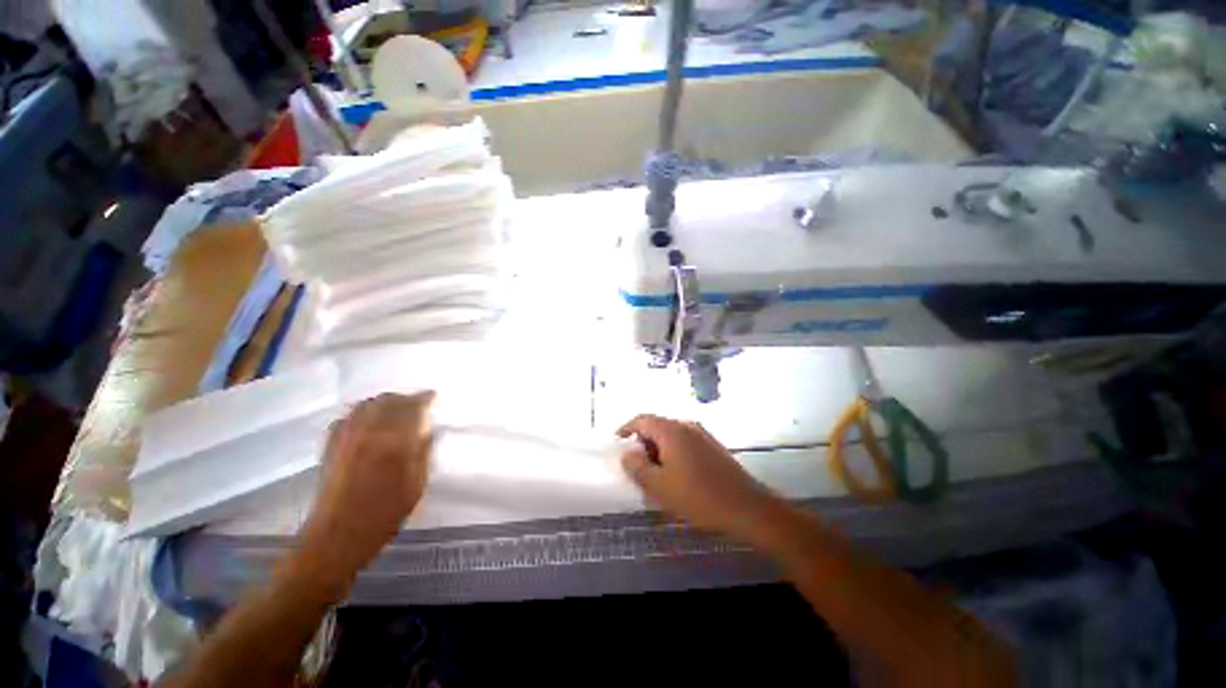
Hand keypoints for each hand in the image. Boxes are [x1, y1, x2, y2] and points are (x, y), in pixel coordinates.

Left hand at [298, 392, 434, 585]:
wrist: (337, 536)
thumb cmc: (384, 514)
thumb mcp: (417, 484)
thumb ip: (423, 451)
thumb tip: (428, 428)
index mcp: (394, 442)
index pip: (412, 407)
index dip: (425, 398)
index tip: (434, 397)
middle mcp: (368, 432)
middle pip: (388, 400)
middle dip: (406, 398)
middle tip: (418, 404)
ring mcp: (346, 437)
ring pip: (367, 404)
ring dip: (385, 402)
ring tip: (396, 409)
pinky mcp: (331, 445)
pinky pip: (348, 416)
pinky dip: (363, 411)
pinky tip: (370, 420)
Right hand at [617, 414, 779, 541]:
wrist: (746, 506)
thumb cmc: (698, 496)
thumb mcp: (660, 486)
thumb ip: (637, 467)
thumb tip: (627, 454)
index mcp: (671, 430)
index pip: (642, 419)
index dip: (626, 429)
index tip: (617, 444)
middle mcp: (686, 425)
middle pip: (656, 426)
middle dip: (642, 443)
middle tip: (636, 466)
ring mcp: (701, 434)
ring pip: (671, 435)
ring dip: (658, 449)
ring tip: (655, 474)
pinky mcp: (712, 445)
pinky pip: (684, 442)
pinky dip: (673, 453)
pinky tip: (676, 475)